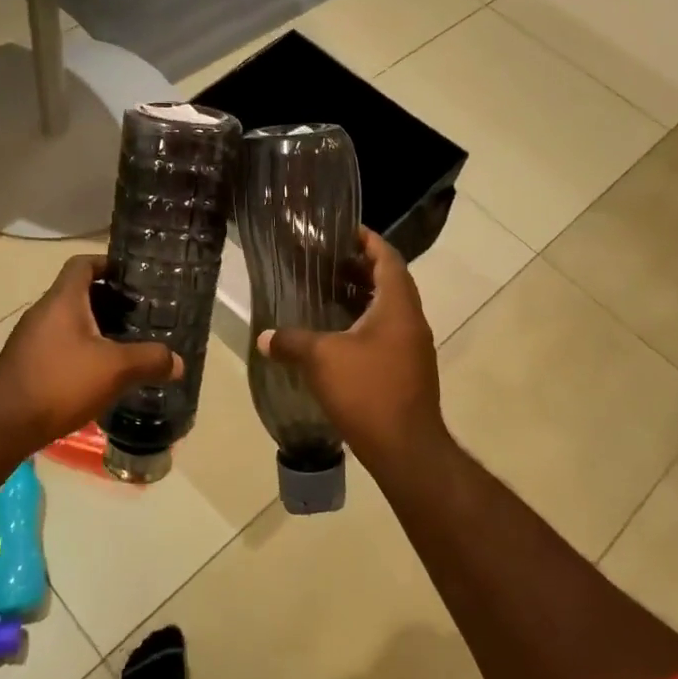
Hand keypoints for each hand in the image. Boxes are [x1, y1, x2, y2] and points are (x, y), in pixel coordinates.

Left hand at [0, 255, 183, 451]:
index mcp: (62, 300)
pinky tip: (98, 374)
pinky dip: (80, 350)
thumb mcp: (115, 370)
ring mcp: (30, 338)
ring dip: (95, 328)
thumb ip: (150, 360)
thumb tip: (178, 362)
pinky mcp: (26, 363)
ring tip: (125, 345)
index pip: (83, 264)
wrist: (3, 425)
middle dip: (109, 301)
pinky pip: (59, 344)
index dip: (107, 264)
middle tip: (139, 315)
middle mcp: (43, 311)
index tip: (132, 277)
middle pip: (78, 293)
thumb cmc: (60, 383)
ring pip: (69, 321)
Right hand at [258, 229, 446, 471]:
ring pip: (388, 310)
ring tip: (327, 292)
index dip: (369, 240)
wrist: (406, 448)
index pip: (388, 258)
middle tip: (327, 260)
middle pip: (390, 282)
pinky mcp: (407, 371)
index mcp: (397, 306)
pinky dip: (364, 324)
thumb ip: (291, 342)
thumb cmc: (367, 391)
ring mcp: (413, 348)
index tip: (346, 230)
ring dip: (362, 297)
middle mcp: (411, 321)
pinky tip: (336, 336)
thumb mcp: (321, 360)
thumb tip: (264, 338)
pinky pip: (386, 334)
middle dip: (361, 268)